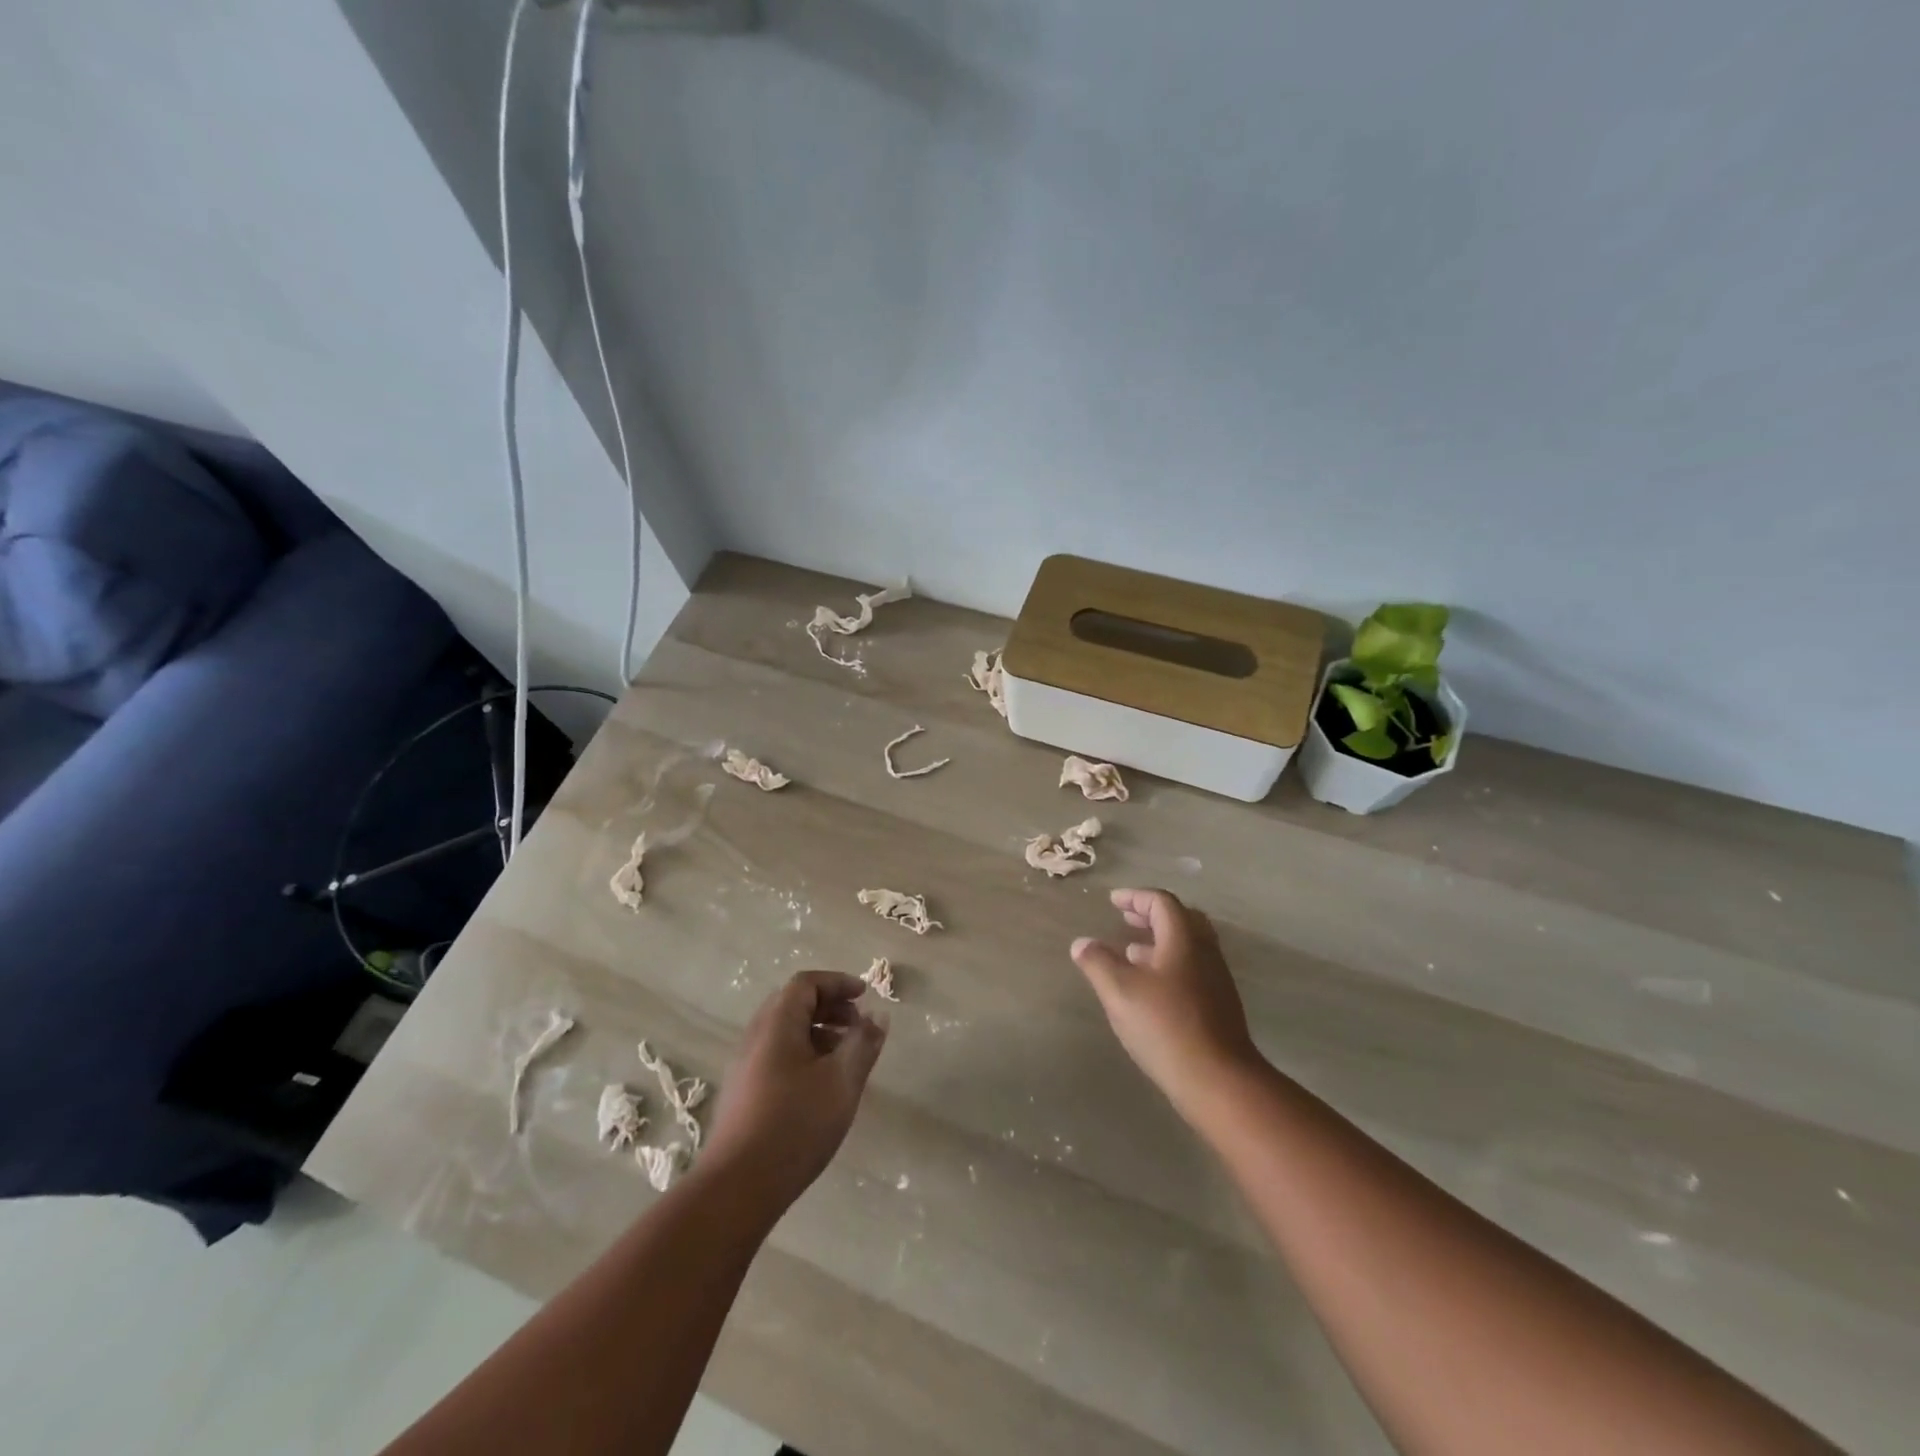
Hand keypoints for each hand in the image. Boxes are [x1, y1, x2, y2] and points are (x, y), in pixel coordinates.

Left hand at [702, 971, 887, 1212]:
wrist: (737, 1188)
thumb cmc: (795, 1125)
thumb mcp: (842, 1081)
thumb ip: (863, 1043)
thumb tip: (878, 1015)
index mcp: (777, 1024)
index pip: (806, 983)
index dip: (838, 982)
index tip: (865, 995)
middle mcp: (756, 1036)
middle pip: (793, 1004)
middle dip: (829, 1007)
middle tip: (857, 1025)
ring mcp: (744, 1066)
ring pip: (785, 1032)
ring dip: (818, 1032)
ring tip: (845, 1057)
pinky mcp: (742, 1093)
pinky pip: (776, 1055)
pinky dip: (803, 1054)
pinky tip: (821, 1087)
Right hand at [1071, 888, 1261, 1119]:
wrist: (1219, 1081)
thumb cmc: (1165, 1026)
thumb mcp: (1120, 991)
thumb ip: (1098, 962)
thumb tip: (1081, 943)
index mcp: (1184, 940)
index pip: (1162, 903)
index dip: (1136, 897)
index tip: (1113, 901)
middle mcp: (1205, 953)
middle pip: (1182, 919)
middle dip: (1152, 915)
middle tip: (1127, 919)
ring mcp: (1216, 980)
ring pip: (1188, 946)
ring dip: (1160, 941)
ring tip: (1131, 952)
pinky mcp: (1219, 1006)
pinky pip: (1192, 969)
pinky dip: (1169, 964)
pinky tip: (1150, 988)